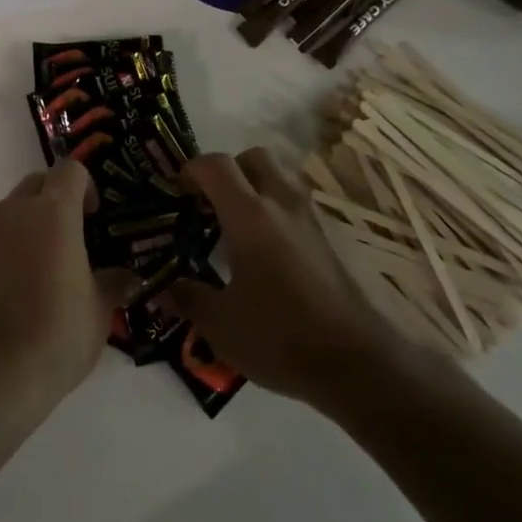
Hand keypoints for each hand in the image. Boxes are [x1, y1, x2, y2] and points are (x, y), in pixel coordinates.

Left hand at [0, 163, 133, 415]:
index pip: (70, 169)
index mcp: (53, 212)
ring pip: (10, 210)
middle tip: (74, 235)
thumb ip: (114, 284)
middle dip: (56, 198)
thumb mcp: (99, 310)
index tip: (95, 216)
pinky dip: (6, 249)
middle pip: (36, 183)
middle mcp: (15, 212)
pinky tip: (16, 288)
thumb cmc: (58, 333)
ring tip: (45, 265)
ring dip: (29, 224)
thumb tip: (129, 278)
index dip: (86, 185)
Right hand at [158, 148, 408, 406]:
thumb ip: (187, 298)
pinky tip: (271, 256)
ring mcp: (313, 219)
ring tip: (240, 230)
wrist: (359, 364)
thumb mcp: (220, 325)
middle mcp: (283, 204)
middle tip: (212, 204)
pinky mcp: (334, 239)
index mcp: (249, 215)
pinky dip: (279, 214)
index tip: (178, 195)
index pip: (215, 165)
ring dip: (257, 189)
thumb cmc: (280, 337)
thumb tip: (162, 289)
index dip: (190, 171)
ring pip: (281, 179)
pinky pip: (299, 207)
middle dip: (228, 171)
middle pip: (253, 157)